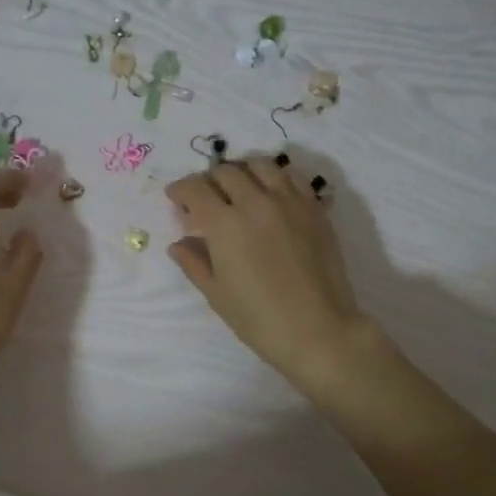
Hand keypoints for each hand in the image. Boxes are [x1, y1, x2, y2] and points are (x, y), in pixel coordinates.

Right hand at [165, 157, 371, 396]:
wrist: (319, 330)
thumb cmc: (259, 319)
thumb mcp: (217, 294)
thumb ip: (194, 263)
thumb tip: (179, 244)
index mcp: (225, 224)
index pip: (195, 189)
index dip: (180, 190)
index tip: (176, 198)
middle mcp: (255, 202)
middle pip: (226, 171)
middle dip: (209, 180)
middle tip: (206, 197)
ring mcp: (289, 202)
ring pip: (260, 165)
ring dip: (243, 171)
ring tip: (239, 187)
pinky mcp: (314, 208)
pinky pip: (292, 177)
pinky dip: (276, 177)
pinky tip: (272, 194)